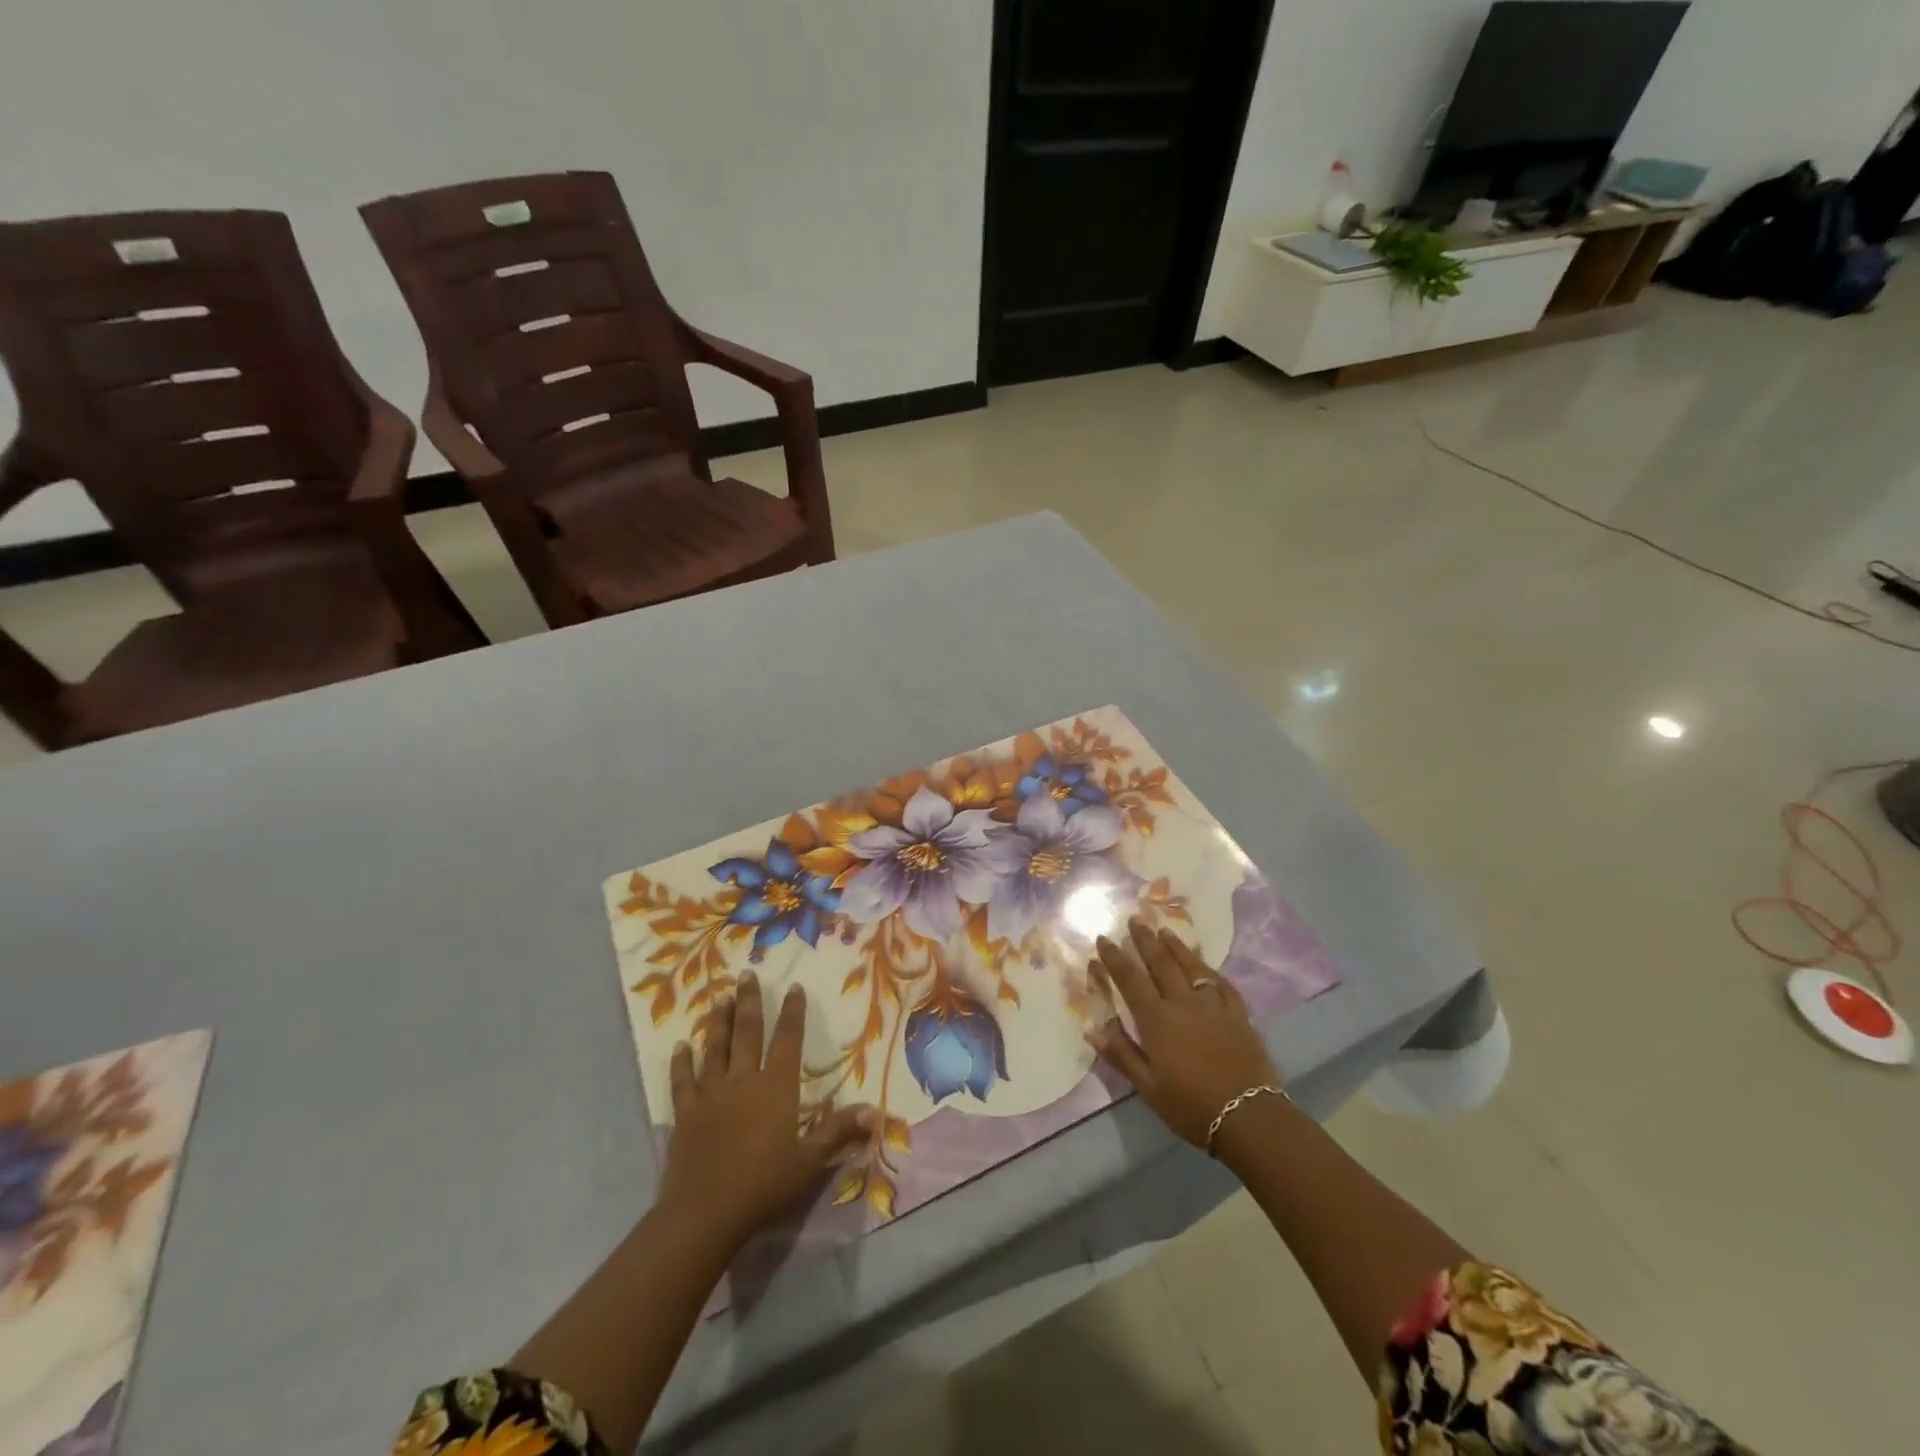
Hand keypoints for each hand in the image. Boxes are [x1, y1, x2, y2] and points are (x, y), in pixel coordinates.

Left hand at [658, 972, 874, 1249]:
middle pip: (747, 1033)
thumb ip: (839, 1131)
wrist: (705, 1214)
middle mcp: (743, 1080)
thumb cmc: (763, 1185)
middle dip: (749, 1002)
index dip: (792, 1013)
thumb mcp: (809, 1161)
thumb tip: (876, 1111)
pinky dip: (681, 1062)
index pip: (788, 1040)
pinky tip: (680, 1046)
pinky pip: (683, 1081)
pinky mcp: (686, 1113)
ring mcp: (711, 1094)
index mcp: (776, 1088)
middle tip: (746, 974)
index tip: (793, 987)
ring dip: (718, 1021)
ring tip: (719, 997)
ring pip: (715, 1048)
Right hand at [1087, 920, 1280, 1149]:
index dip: (1115, 958)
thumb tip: (1091, 1029)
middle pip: (1161, 963)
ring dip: (1176, 946)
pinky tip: (1205, 965)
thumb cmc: (1191, 1106)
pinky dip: (1210, 970)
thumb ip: (1121, 1055)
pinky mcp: (1239, 1014)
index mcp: (1157, 1019)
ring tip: (1165, 930)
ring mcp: (1214, 1005)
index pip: (1130, 980)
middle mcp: (1183, 1003)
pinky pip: (1222, 984)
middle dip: (1145, 940)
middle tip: (1135, 919)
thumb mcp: (1148, 1088)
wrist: (1250, 1117)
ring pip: (1191, 966)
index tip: (1103, 938)